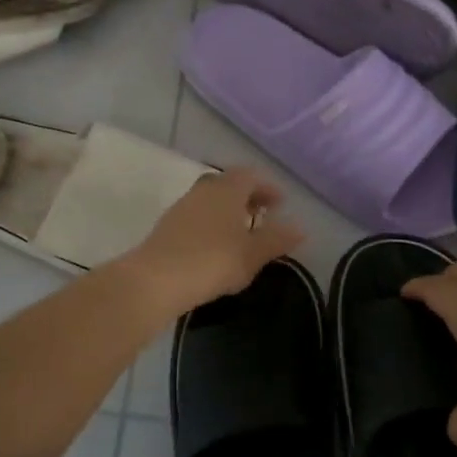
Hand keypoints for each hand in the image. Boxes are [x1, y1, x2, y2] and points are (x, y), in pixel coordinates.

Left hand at [119, 168, 305, 316]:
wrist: (156, 279)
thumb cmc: (212, 261)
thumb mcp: (252, 254)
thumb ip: (276, 239)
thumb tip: (300, 228)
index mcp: (227, 189)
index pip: (251, 177)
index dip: (267, 188)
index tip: (280, 204)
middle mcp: (204, 190)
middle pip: (228, 184)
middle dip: (247, 196)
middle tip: (262, 214)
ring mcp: (182, 206)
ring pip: (210, 200)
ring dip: (227, 210)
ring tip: (241, 232)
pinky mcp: (167, 226)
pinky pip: (196, 216)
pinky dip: (211, 223)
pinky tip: (215, 245)